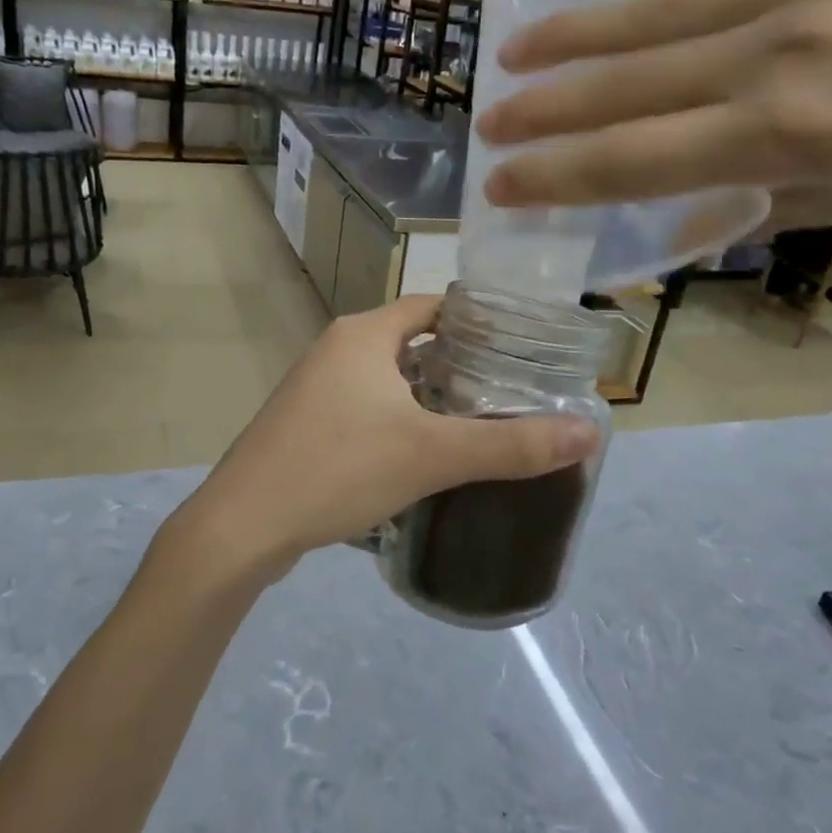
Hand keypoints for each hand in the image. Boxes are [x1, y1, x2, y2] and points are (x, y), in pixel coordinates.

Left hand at [162, 295, 600, 582]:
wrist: (242, 526)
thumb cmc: (337, 469)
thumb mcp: (432, 455)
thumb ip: (510, 445)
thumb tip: (589, 432)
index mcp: (363, 334)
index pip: (433, 306)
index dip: (478, 320)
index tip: (522, 347)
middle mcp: (336, 349)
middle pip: (411, 342)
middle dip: (459, 363)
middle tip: (512, 391)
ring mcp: (314, 388)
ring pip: (387, 379)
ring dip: (428, 396)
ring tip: (478, 423)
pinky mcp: (304, 424)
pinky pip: (364, 409)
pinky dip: (397, 420)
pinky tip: (422, 455)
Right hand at [475, 0, 831, 240]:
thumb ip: (741, 206)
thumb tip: (666, 220)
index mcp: (787, 130)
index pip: (634, 156)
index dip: (556, 172)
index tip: (498, 181)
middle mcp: (787, 45)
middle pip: (630, 78)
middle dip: (546, 103)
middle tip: (486, 116)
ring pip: (664, 15)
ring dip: (584, 37)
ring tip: (520, 47)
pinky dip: (698, 16)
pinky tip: (679, 33)